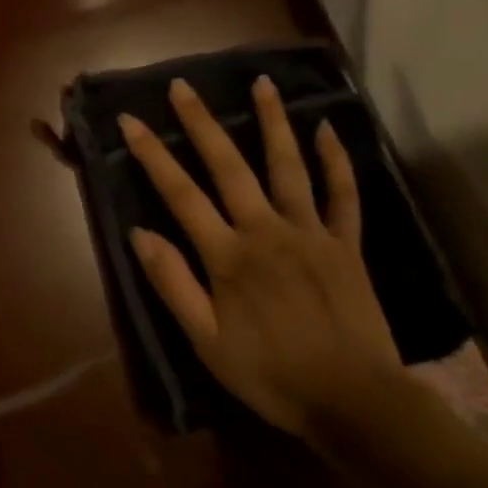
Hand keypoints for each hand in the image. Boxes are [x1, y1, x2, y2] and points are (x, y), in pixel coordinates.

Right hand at [119, 75, 401, 438]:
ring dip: (273, 122)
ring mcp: (310, 232)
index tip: (131, 120)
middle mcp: (266, 230)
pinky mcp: (346, 244)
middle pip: (229, 166)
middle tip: (183, 86)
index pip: (180, 193)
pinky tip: (327, 128)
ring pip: (288, 166)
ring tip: (262, 83)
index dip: (152, 154)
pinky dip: (336, 160)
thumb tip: (139, 233)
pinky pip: (343, 195)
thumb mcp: (207, 341)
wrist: (356, 404)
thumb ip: (173, 284)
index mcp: (228, 255)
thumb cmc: (272, 375)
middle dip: (202, 123)